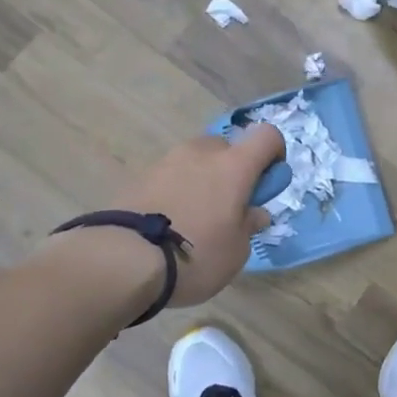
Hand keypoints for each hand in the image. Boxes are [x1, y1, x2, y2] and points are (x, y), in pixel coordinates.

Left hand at [111, 124, 285, 305]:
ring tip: (193, 219)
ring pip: (195, 161)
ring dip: (201, 180)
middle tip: (227, 207)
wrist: (122, 260)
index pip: (267, 135)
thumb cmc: (195, 254)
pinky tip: (167, 224)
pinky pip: (169, 177)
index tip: (266, 183)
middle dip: (231, 170)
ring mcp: (166, 161)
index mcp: (234, 165)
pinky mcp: (138, 176)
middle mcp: (201, 153)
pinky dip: (175, 192)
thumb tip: (254, 213)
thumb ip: (249, 226)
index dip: (274, 153)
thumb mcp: (236, 251)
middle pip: (226, 147)